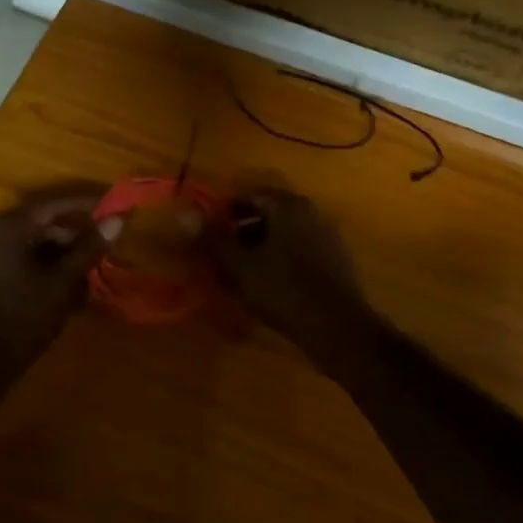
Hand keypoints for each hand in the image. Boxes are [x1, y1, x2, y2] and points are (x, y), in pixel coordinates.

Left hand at [0, 186, 114, 390]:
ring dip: (59, 255)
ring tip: (86, 274)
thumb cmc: (24, 317)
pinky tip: (60, 286)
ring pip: (30, 244)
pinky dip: (41, 266)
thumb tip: (117, 220)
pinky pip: (17, 259)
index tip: (114, 209)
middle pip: (42, 225)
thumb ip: (90, 248)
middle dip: (74, 237)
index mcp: (10, 226)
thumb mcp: (63, 282)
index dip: (87, 206)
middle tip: (102, 252)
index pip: (56, 205)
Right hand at [207, 189, 371, 361]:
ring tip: (235, 276)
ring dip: (257, 251)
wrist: (338, 328)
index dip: (222, 212)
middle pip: (266, 215)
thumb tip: (184, 213)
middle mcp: (311, 214)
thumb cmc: (284, 290)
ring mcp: (326, 238)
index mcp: (289, 206)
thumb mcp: (241, 265)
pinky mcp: (333, 263)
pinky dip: (277, 263)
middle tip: (216, 257)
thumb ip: (213, 238)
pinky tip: (264, 287)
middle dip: (239, 233)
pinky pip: (297, 254)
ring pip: (281, 237)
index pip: (248, 195)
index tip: (204, 234)